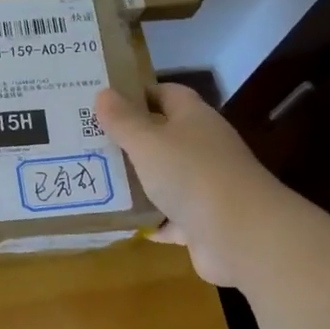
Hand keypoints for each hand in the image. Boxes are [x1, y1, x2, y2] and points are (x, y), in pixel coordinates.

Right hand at [95, 83, 275, 287]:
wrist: (240, 236)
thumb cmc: (191, 174)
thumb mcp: (147, 142)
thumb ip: (123, 120)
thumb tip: (103, 93)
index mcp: (194, 119)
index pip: (167, 94)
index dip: (138, 94)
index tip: (105, 101)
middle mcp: (203, 148)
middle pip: (163, 137)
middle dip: (130, 140)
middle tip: (89, 141)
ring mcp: (206, 187)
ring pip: (165, 178)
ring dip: (137, 182)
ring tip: (96, 179)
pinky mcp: (203, 222)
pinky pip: (169, 218)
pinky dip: (149, 220)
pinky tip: (121, 221)